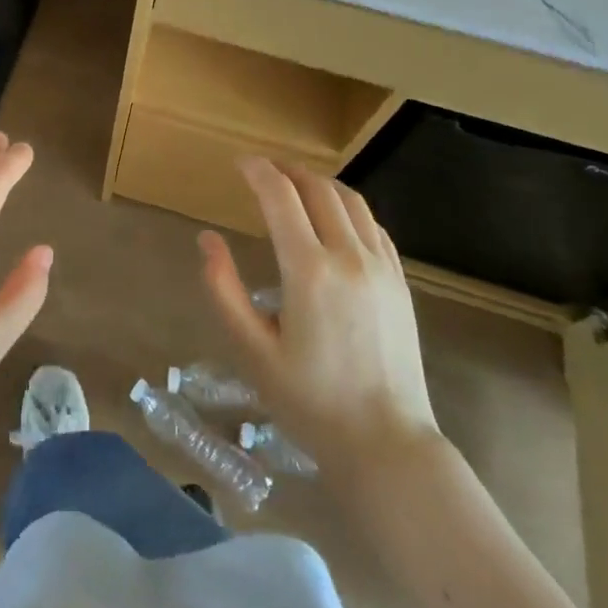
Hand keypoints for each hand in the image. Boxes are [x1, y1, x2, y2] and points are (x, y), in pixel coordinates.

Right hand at [199, 158, 440, 478]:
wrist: (387, 444)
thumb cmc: (310, 401)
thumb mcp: (252, 350)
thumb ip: (224, 289)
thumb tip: (207, 239)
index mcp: (309, 271)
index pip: (280, 196)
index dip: (257, 171)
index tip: (238, 164)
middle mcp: (348, 256)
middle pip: (317, 188)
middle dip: (286, 170)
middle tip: (262, 171)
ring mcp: (381, 267)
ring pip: (350, 200)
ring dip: (318, 183)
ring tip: (295, 186)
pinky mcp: (400, 281)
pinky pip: (373, 225)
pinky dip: (347, 207)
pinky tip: (334, 219)